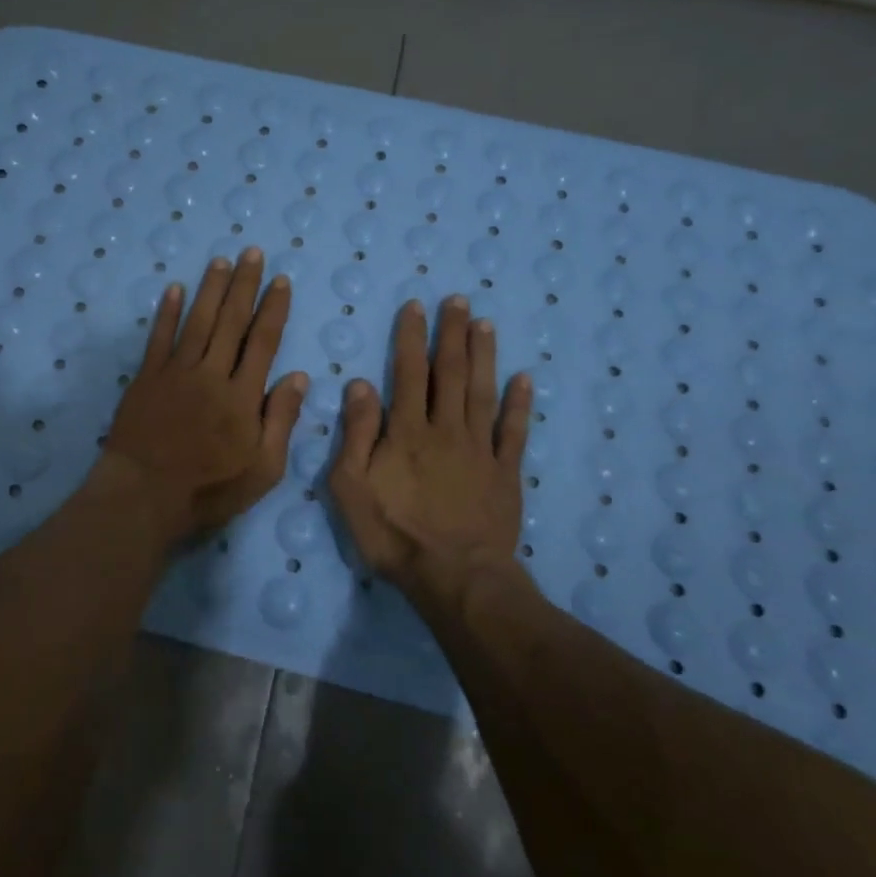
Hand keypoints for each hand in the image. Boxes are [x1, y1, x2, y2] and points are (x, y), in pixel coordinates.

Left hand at [101, 247, 307, 539]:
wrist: (143, 496)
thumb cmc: (209, 490)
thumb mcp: (263, 469)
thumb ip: (282, 421)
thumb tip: (298, 376)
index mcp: (243, 396)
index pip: (263, 342)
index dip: (273, 309)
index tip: (280, 281)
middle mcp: (211, 374)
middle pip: (232, 322)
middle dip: (245, 285)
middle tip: (252, 253)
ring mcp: (176, 373)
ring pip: (198, 321)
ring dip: (211, 289)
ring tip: (221, 260)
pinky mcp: (146, 378)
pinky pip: (159, 338)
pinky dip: (167, 312)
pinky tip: (175, 289)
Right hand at [328, 296, 533, 605]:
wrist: (454, 576)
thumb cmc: (393, 533)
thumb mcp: (351, 487)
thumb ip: (356, 433)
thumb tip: (360, 384)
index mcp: (406, 431)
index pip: (407, 373)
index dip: (410, 337)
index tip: (416, 306)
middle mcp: (445, 429)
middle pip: (449, 373)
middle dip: (452, 334)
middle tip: (458, 300)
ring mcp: (480, 449)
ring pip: (482, 392)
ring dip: (484, 356)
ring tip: (486, 324)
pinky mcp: (505, 473)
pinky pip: (514, 432)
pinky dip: (519, 404)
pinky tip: (524, 379)